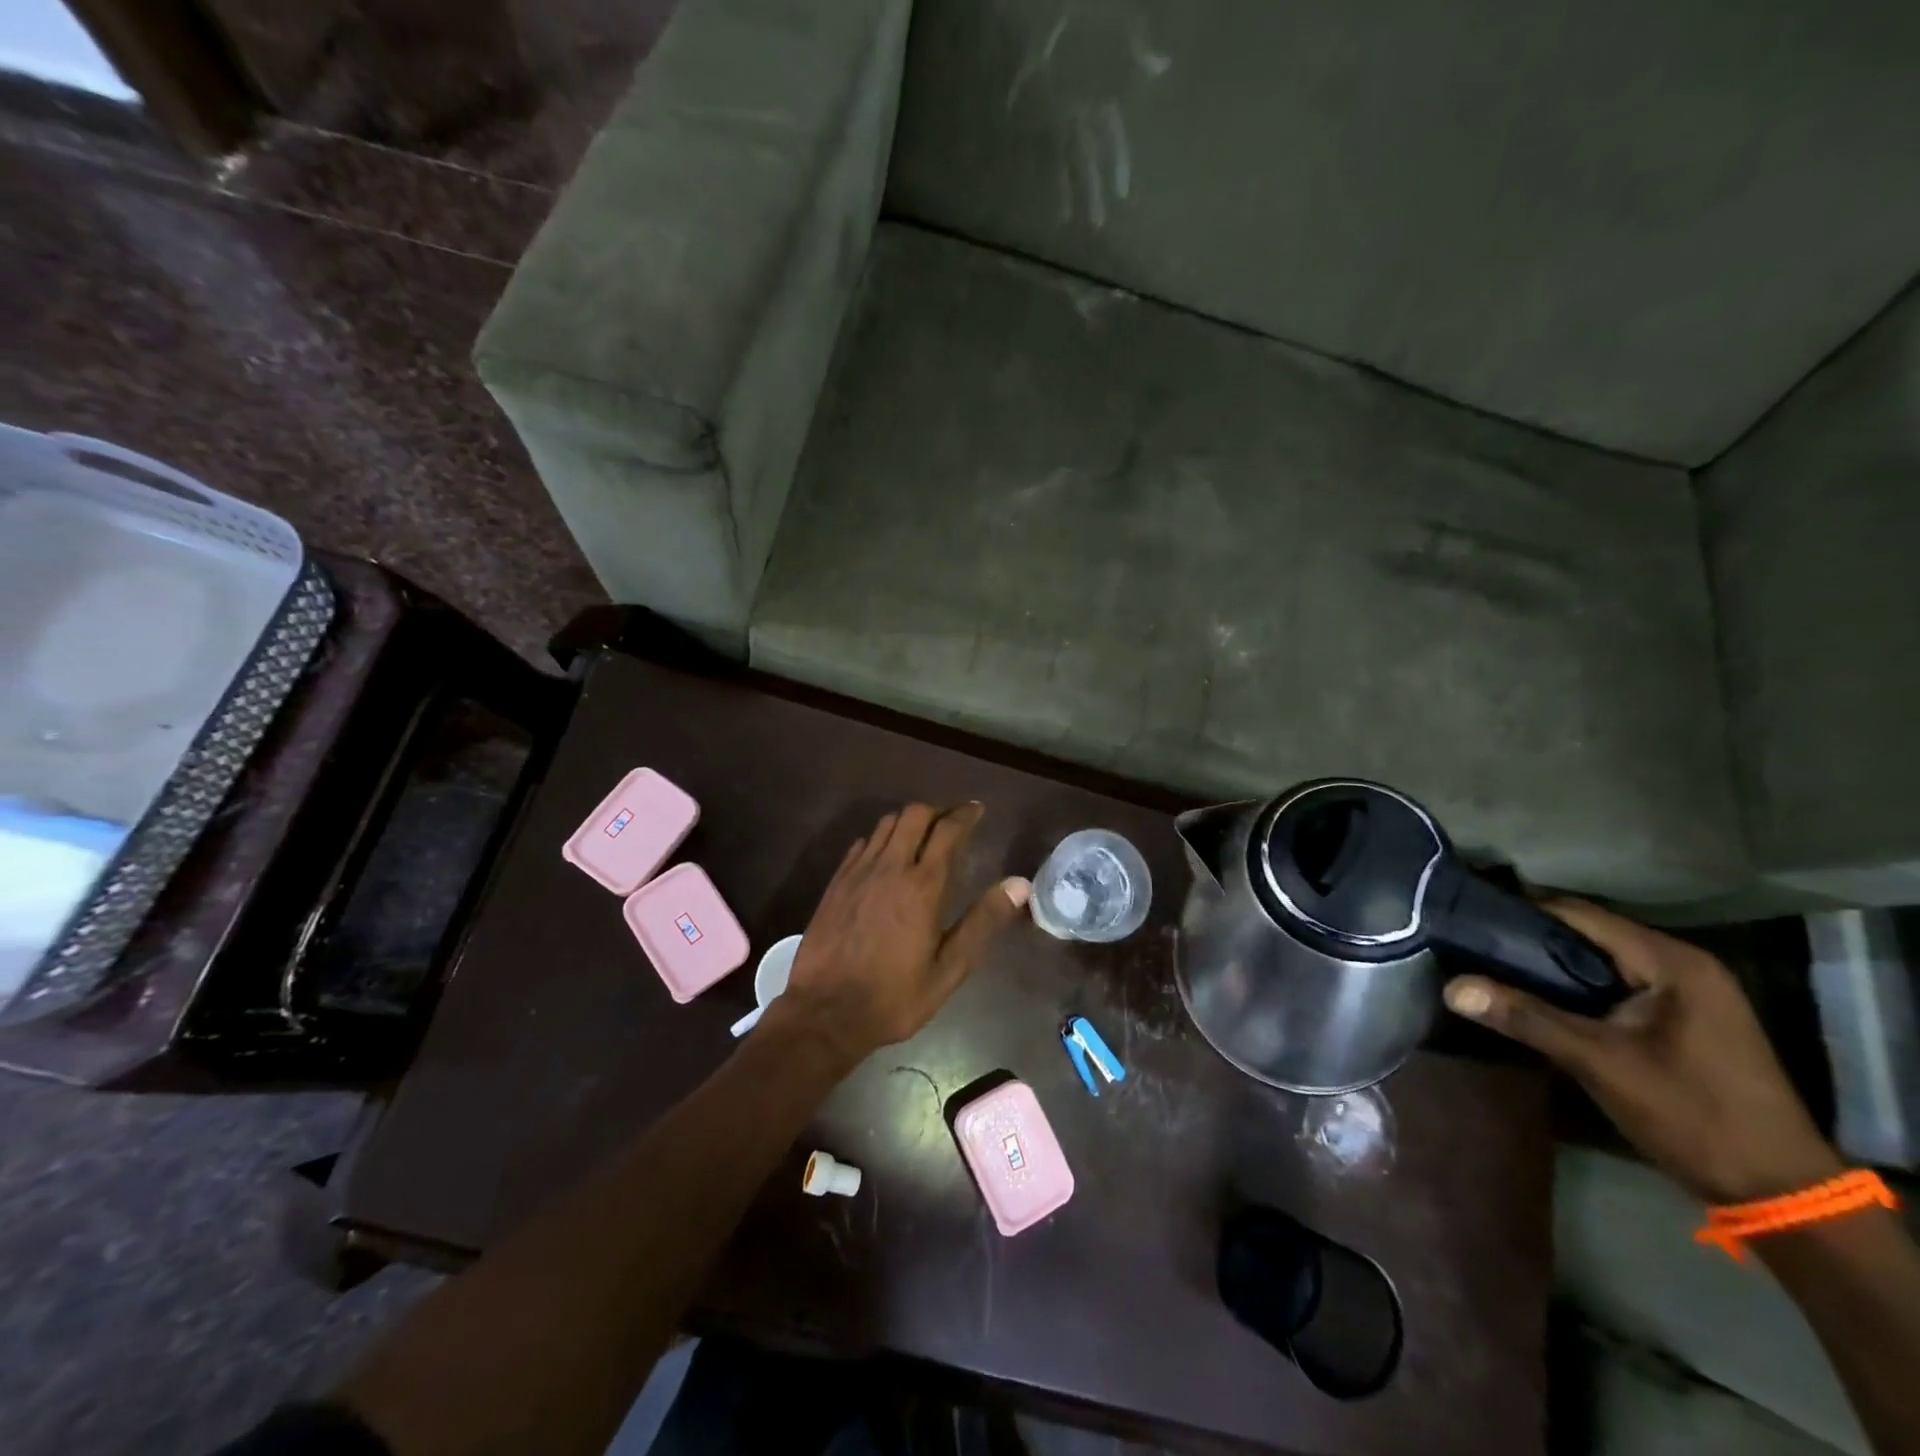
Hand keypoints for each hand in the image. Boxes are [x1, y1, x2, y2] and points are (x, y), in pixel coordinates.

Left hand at [764, 803, 1029, 1066]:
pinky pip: (862, 843)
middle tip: (951, 823)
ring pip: (885, 824)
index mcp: (922, 885)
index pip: (948, 830)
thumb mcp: (949, 968)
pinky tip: (885, 858)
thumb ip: (983, 922)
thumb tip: (1019, 884)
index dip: (965, 814)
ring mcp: (858, 872)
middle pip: (914, 815)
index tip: (977, 809)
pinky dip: (880, 839)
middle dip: (937, 811)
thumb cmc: (894, 996)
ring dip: (908, 822)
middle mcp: (889, 867)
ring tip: (921, 837)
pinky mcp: (836, 882)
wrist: (825, 1012)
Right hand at [1443, 900, 1841, 1204]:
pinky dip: (1576, 985)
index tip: (1468, 917)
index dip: (1520, 912)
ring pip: (1601, 959)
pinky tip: (1539, 998)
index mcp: (1672, 962)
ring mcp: (1689, 992)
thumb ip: (1526, 1019)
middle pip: (1589, 933)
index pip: (1579, 914)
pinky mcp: (1684, 1018)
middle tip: (1471, 944)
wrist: (1781, 1193)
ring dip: (1551, 964)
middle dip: (1530, 938)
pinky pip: (1616, 983)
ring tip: (1491, 967)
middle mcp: (1683, 964)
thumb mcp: (1600, 1064)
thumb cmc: (1693, 1116)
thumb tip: (1451, 987)